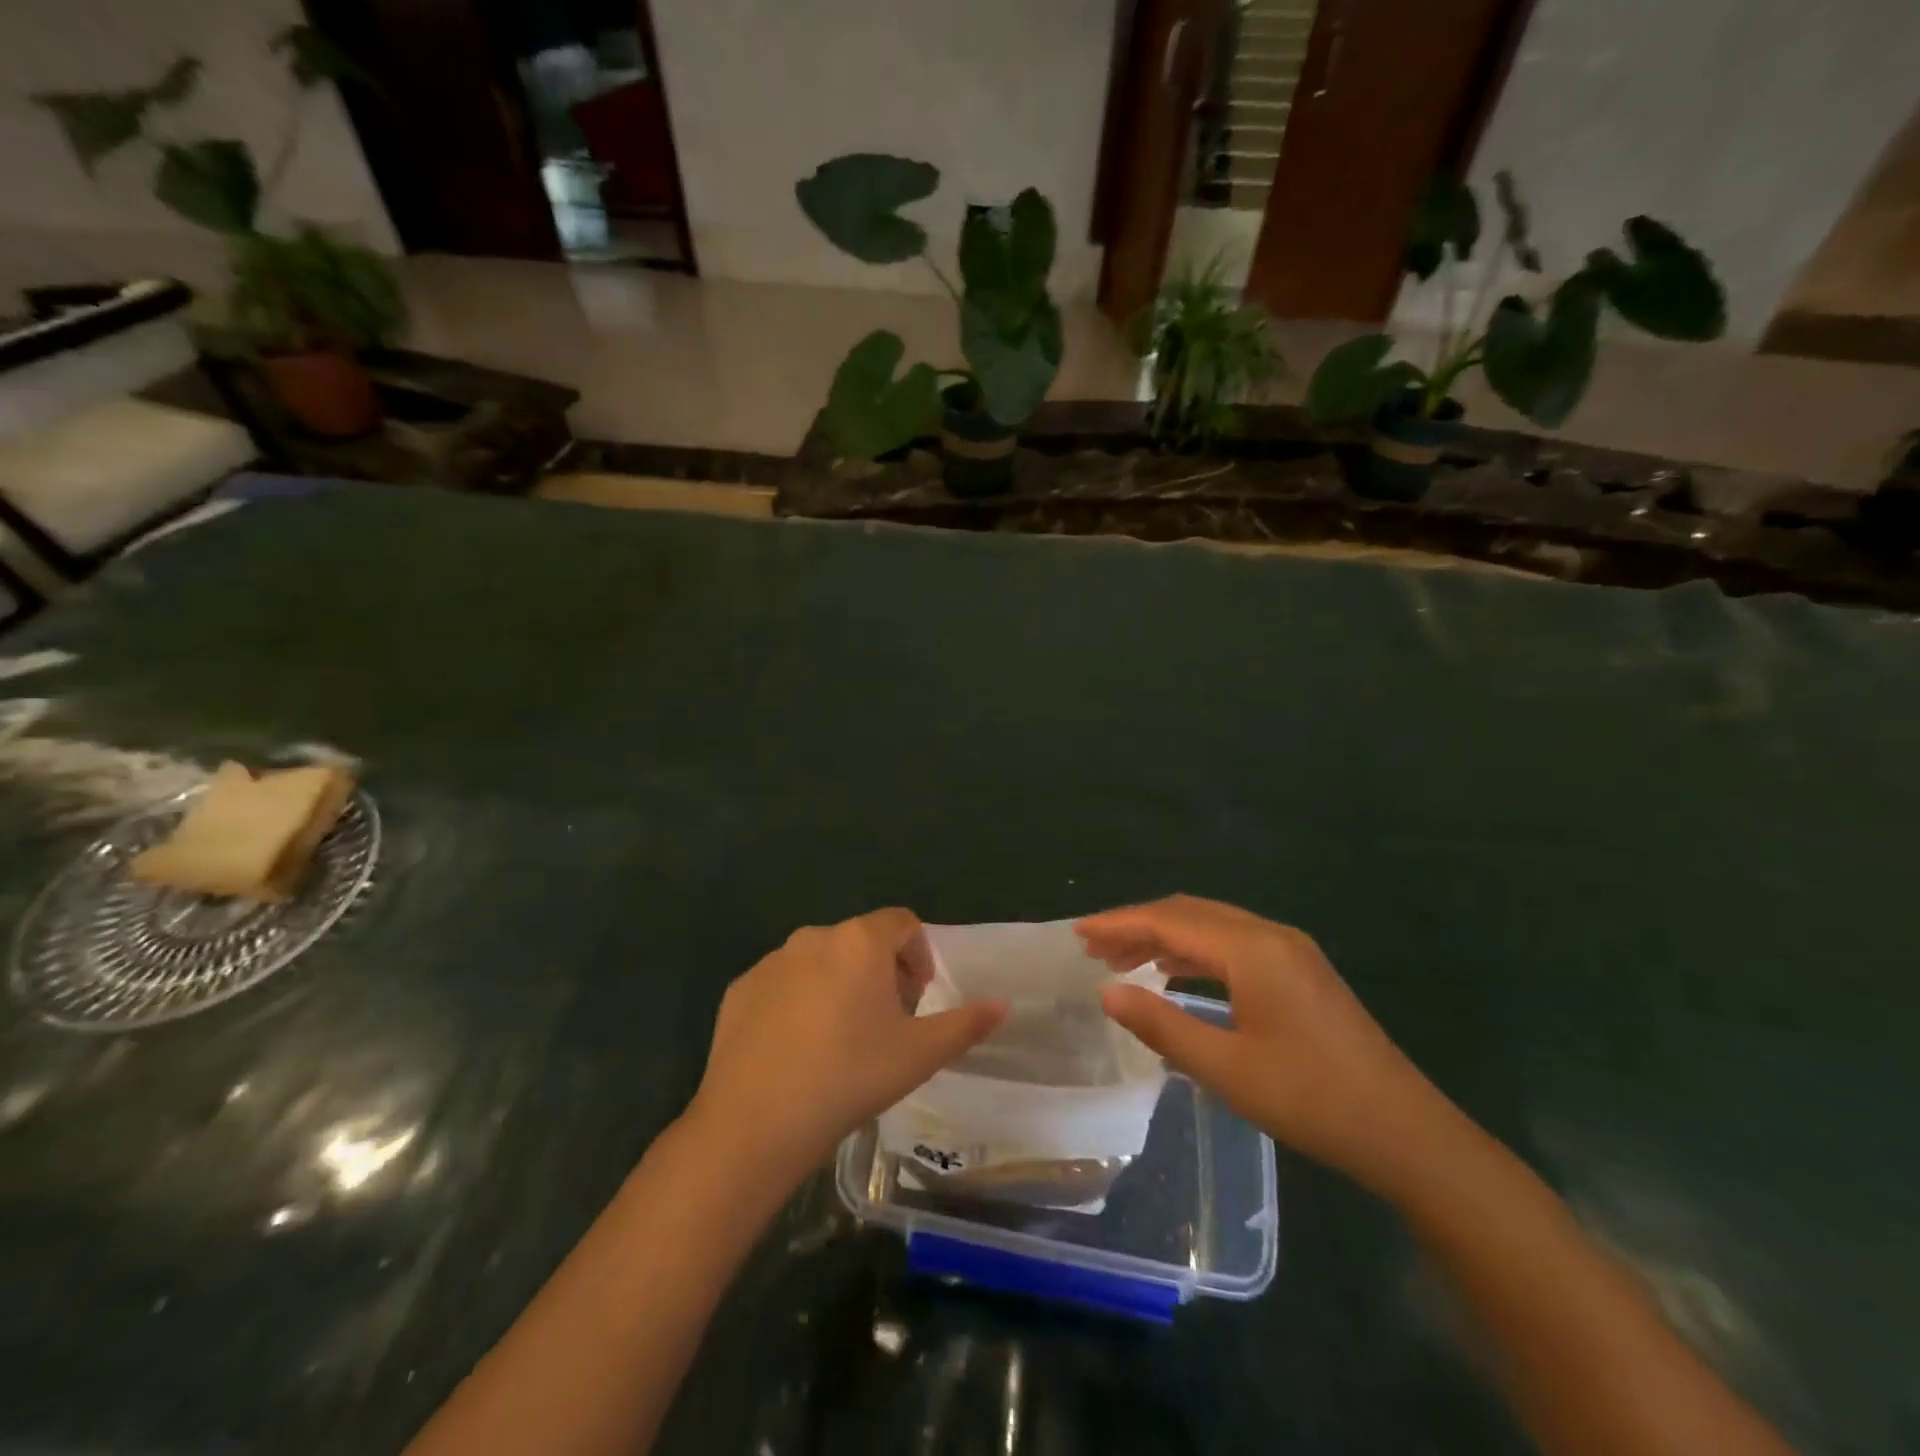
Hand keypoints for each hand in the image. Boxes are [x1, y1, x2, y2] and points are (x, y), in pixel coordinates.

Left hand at [687, 909, 1006, 1190]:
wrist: (756, 1120)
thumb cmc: (850, 1076)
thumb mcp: (919, 1054)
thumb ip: (966, 1024)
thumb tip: (1003, 1005)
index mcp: (860, 942)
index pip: (902, 922)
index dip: (919, 953)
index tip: (919, 995)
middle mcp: (814, 937)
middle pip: (860, 941)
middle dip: (881, 972)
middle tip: (887, 1021)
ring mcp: (771, 962)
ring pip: (819, 962)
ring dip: (839, 985)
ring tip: (842, 1038)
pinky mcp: (740, 989)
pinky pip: (781, 985)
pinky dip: (798, 1003)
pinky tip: (798, 1050)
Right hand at [1078, 895, 1451, 1194]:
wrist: (1407, 1133)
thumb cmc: (1312, 1100)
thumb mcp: (1227, 1069)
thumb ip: (1161, 1025)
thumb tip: (1106, 993)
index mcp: (1252, 949)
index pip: (1170, 920)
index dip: (1119, 923)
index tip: (1077, 933)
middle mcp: (1270, 935)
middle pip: (1189, 913)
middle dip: (1137, 925)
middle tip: (1092, 948)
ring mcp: (1289, 951)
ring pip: (1211, 926)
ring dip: (1164, 937)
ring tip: (1120, 960)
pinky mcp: (1299, 971)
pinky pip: (1232, 944)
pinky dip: (1193, 951)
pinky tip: (1172, 971)